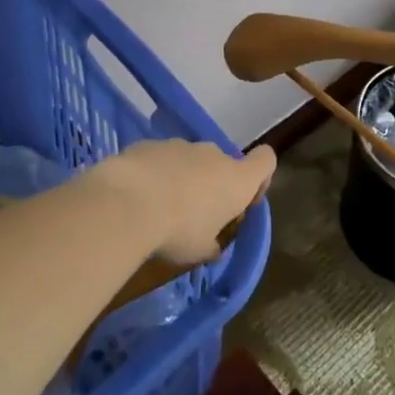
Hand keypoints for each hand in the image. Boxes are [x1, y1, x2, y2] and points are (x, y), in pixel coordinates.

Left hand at [94, 139, 276, 263]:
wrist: (129, 201)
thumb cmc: (178, 229)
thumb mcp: (200, 250)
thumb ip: (212, 245)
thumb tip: (213, 246)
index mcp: (236, 179)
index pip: (266, 160)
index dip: (260, 177)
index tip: (244, 200)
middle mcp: (214, 155)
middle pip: (223, 164)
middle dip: (212, 185)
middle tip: (194, 215)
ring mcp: (182, 145)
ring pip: (190, 161)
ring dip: (182, 179)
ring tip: (159, 208)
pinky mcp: (152, 143)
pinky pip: (161, 159)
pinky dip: (155, 173)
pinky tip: (137, 197)